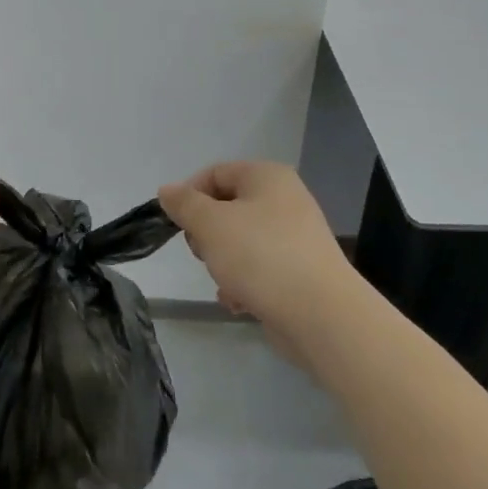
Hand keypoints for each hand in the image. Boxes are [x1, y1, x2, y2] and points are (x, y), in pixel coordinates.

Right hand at [158, 162, 351, 344]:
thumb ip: (184, 204)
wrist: (320, 315)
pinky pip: (258, 268)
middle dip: (206, 234)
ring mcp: (294, 237)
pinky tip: (240, 302)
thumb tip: (167, 190)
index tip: (177, 225)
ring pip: (239, 241)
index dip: (189, 196)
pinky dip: (243, 282)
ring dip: (222, 263)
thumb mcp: (210, 224)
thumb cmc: (261, 256)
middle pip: (226, 208)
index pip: (215, 173)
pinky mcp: (298, 270)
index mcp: (267, 177)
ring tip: (226, 282)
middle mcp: (285, 200)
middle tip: (204, 254)